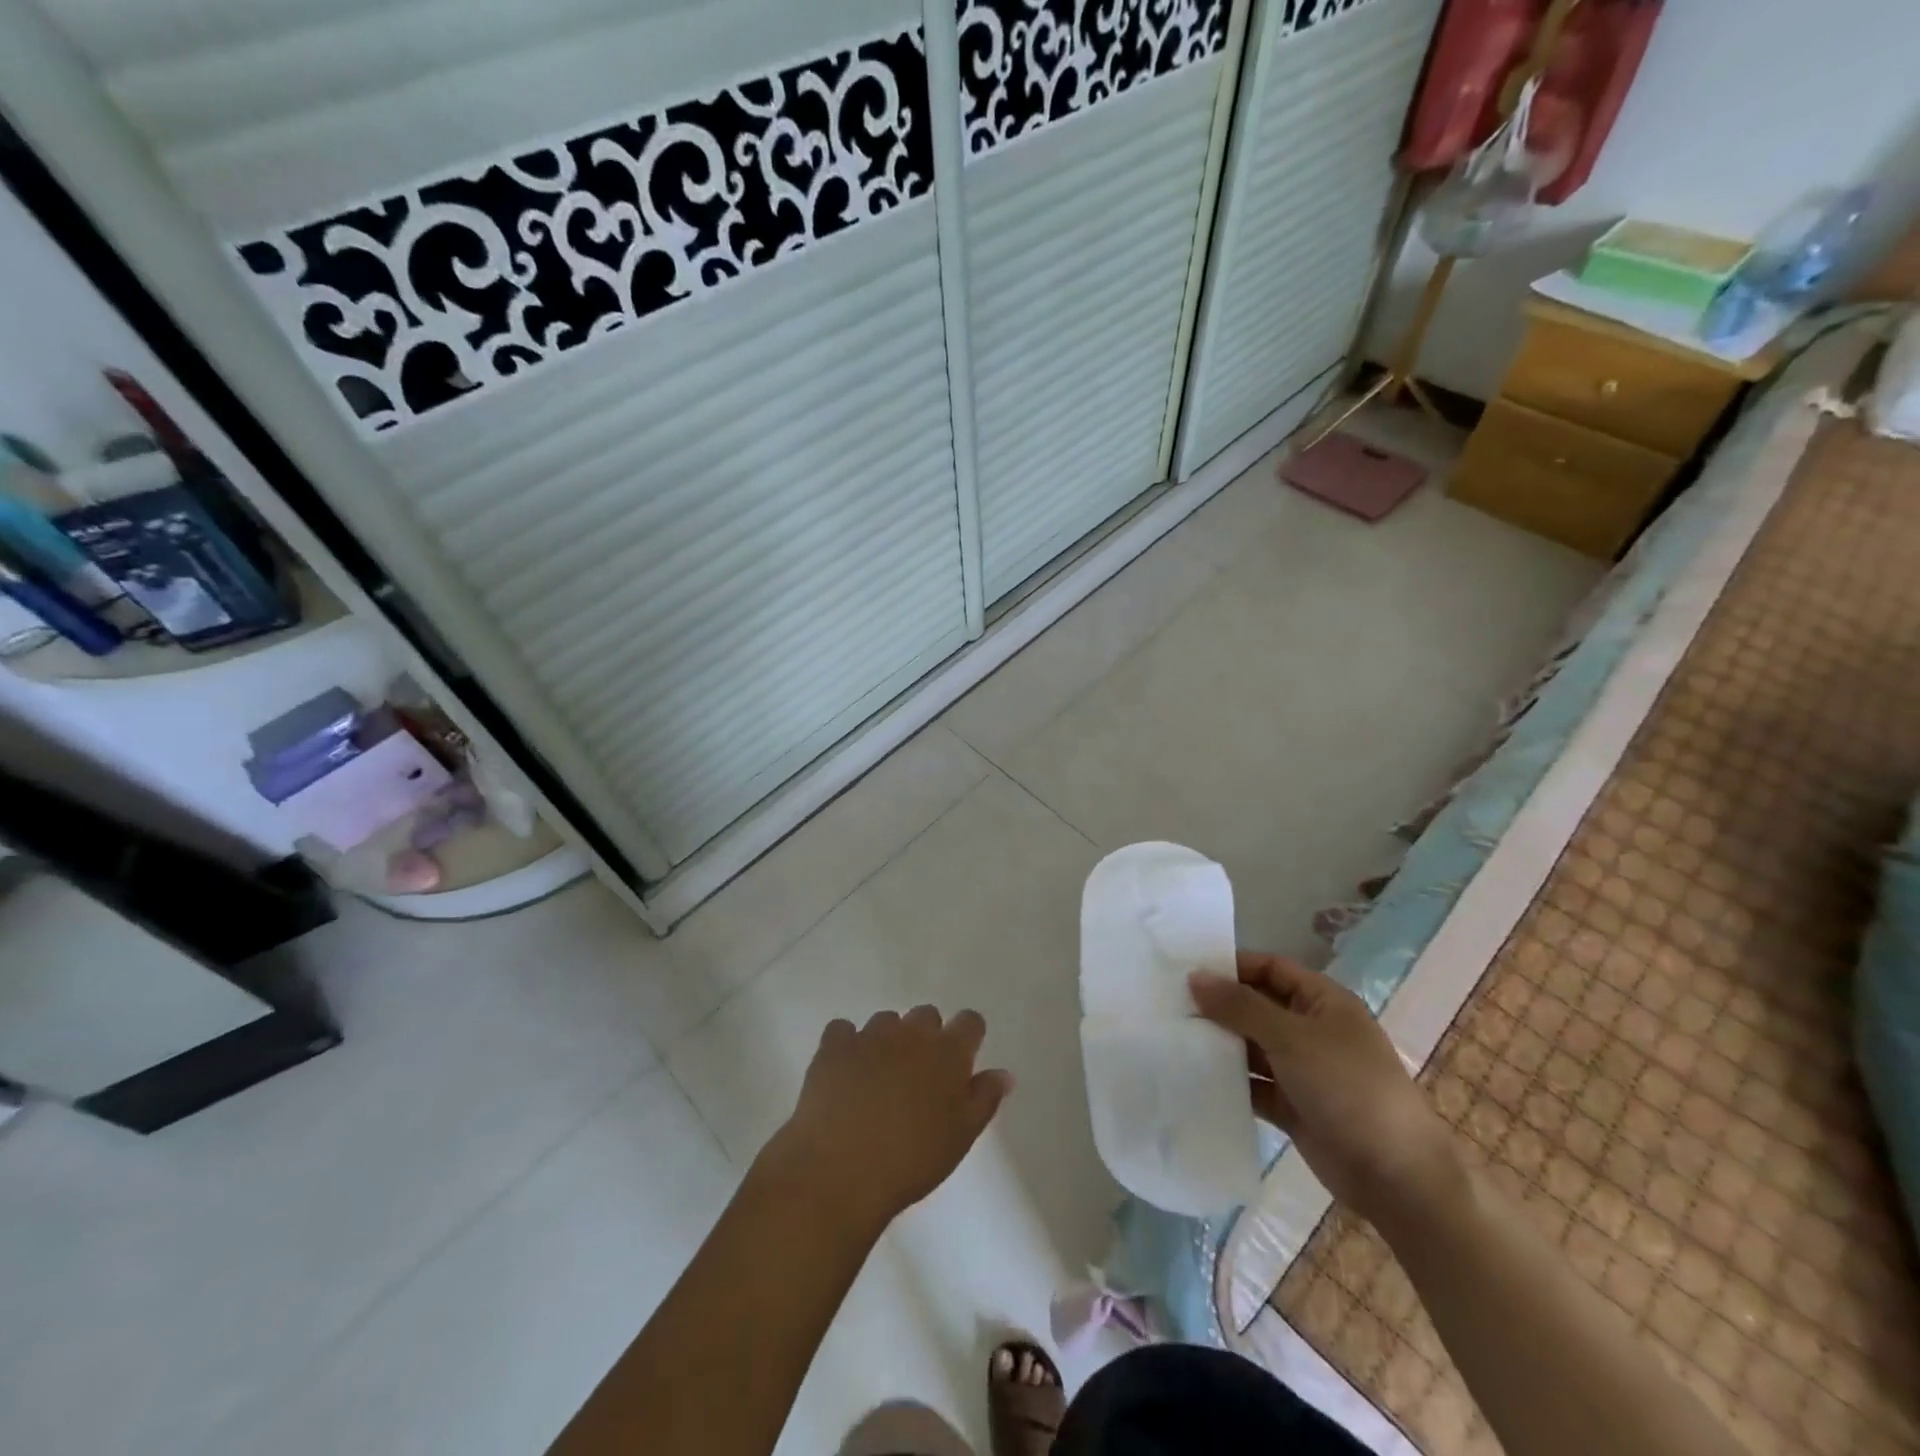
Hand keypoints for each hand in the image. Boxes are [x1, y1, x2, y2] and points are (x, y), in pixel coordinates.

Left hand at [760, 1006, 1012, 1233]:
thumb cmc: (911, 1161)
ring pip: (886, 1021)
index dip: (967, 1037)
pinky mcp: (834, 1046)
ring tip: (879, 1078)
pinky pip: (843, 1030)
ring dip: (887, 1040)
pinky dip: (846, 1045)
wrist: (841, 1170)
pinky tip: (844, 1072)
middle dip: (926, 1037)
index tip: (961, 1060)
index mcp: (948, 1052)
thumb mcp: (960, 1137)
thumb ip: (984, 1099)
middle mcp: (912, 1033)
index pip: (970, 1022)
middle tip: (918, 1077)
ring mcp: (870, 1035)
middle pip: (926, 1016)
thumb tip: (1003, 1073)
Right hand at [1190, 953, 1459, 1234]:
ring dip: (1220, 1044)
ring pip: (1252, 1046)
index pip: (1270, 968)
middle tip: (1169, 1005)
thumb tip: (1194, 976)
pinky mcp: (1293, 1106)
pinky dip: (1229, 1081)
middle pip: (1257, 1006)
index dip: (1232, 966)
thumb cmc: (1348, 1087)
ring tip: (1172, 1038)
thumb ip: (1240, 1006)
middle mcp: (1311, 1029)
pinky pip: (1254, 1085)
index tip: (1186, 972)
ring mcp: (1303, 1070)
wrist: (1397, 1176)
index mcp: (1322, 1001)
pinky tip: (1193, 1078)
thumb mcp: (1291, 1037)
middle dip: (1218, 1006)